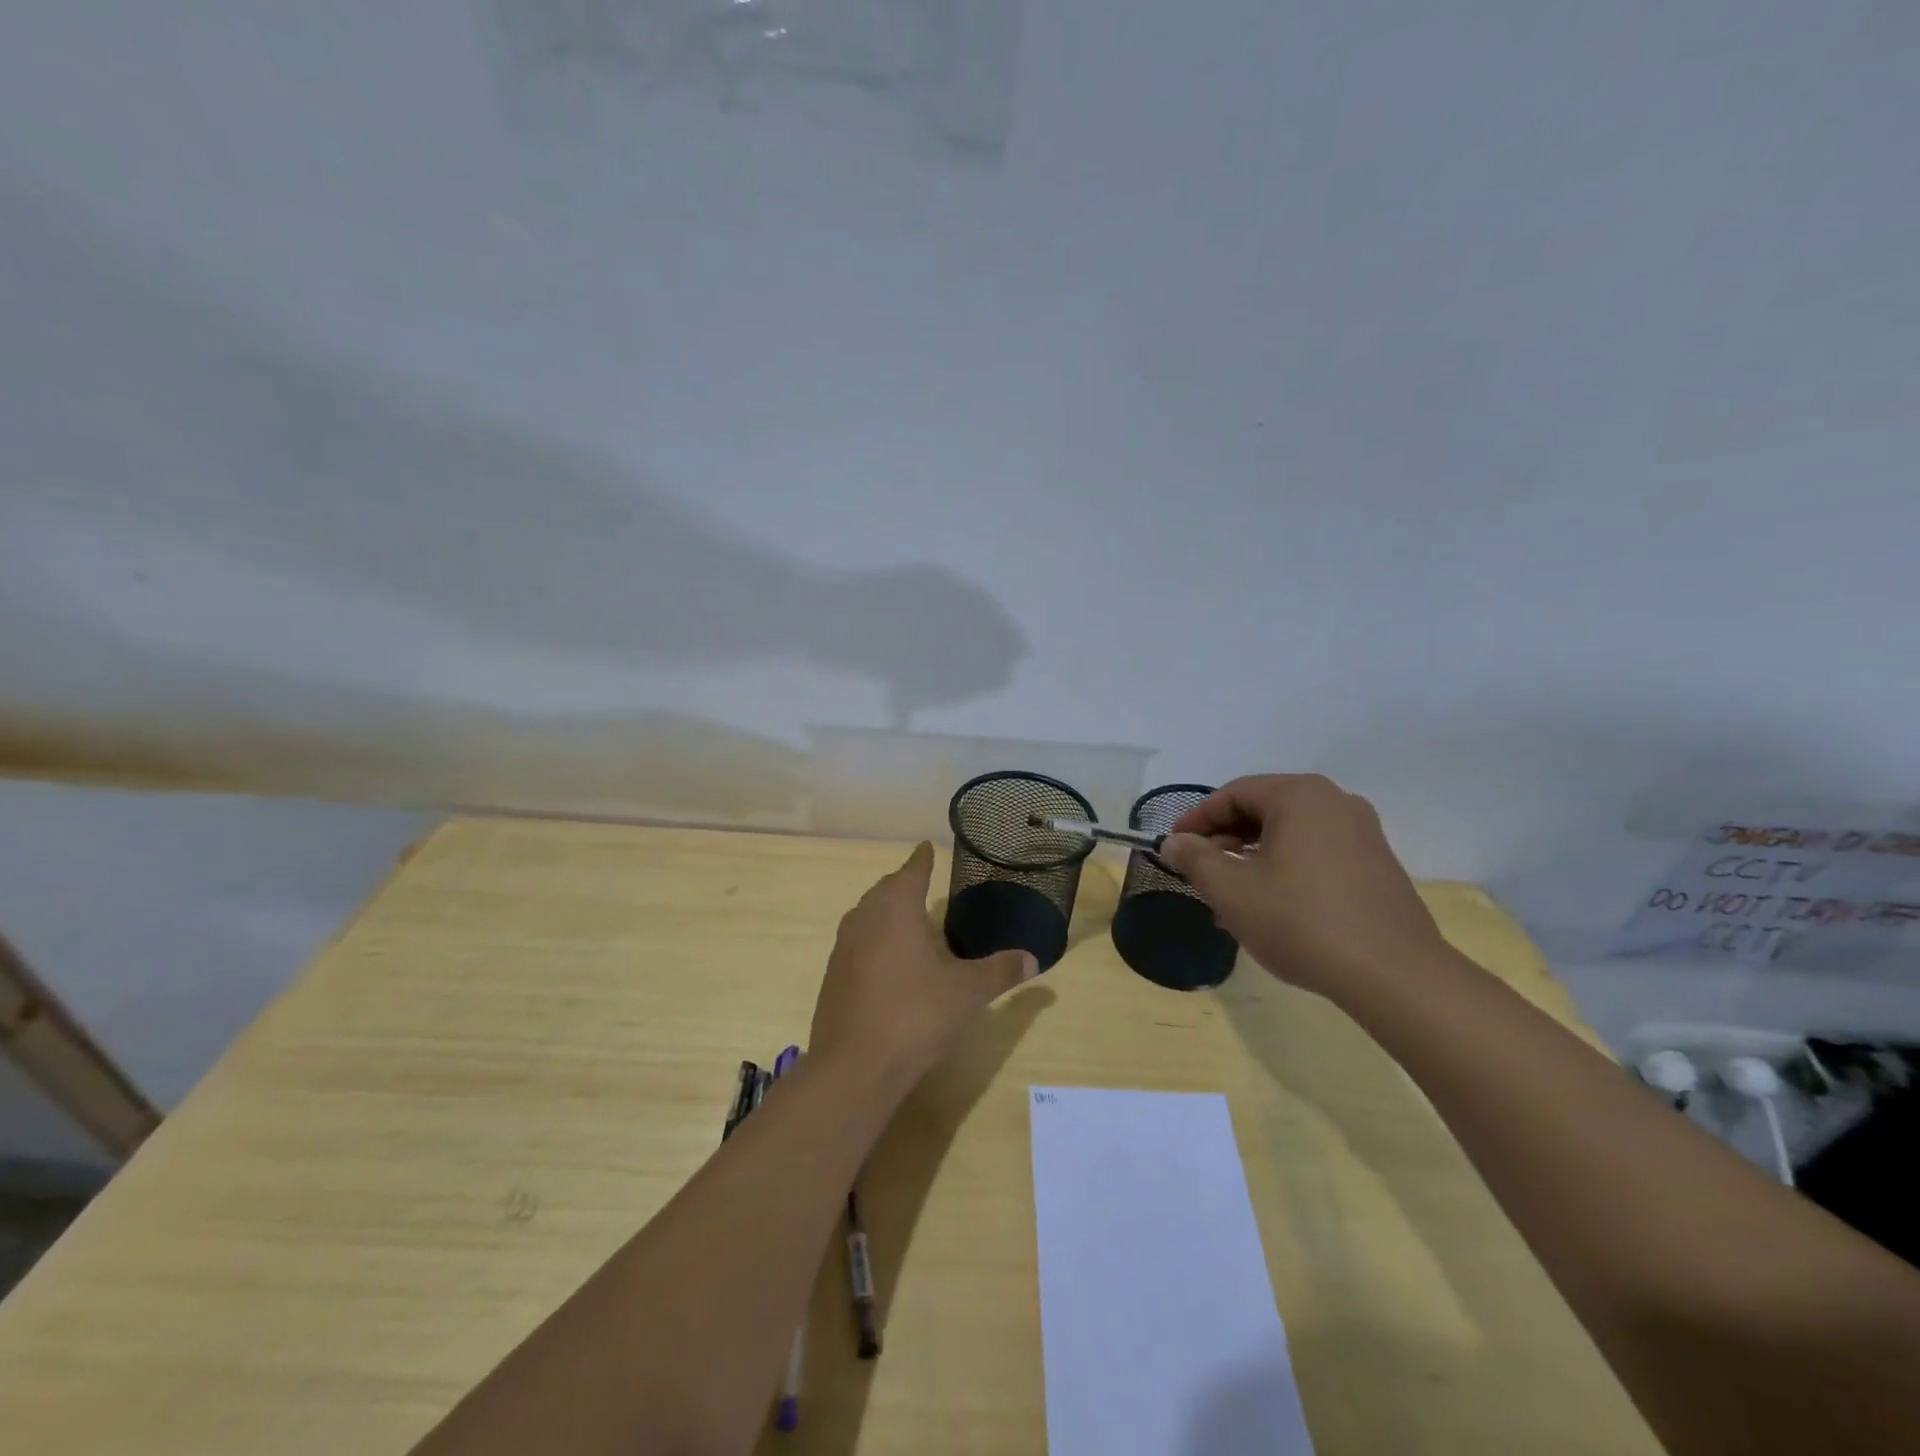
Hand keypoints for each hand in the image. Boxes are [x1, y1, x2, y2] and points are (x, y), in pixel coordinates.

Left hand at [809, 842, 1037, 1098]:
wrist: (854, 1067)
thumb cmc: (915, 1015)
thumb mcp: (967, 992)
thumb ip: (1000, 972)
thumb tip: (1034, 959)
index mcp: (896, 908)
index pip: (912, 870)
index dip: (922, 859)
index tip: (927, 847)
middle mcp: (865, 917)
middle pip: (885, 889)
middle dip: (904, 883)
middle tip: (923, 883)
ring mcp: (843, 947)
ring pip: (866, 915)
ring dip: (885, 911)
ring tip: (908, 919)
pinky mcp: (832, 975)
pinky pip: (856, 942)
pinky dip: (874, 939)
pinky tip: (889, 961)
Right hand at [1157, 774, 1447, 1000]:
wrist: (1393, 975)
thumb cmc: (1301, 921)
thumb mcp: (1232, 890)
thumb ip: (1195, 859)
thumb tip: (1174, 843)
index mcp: (1300, 795)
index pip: (1233, 794)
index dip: (1197, 820)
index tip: (1174, 847)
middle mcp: (1335, 802)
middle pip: (1263, 810)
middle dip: (1225, 840)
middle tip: (1200, 872)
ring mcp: (1362, 833)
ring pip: (1289, 834)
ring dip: (1252, 858)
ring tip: (1231, 897)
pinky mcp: (1377, 864)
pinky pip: (1316, 853)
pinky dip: (1285, 868)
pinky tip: (1271, 907)